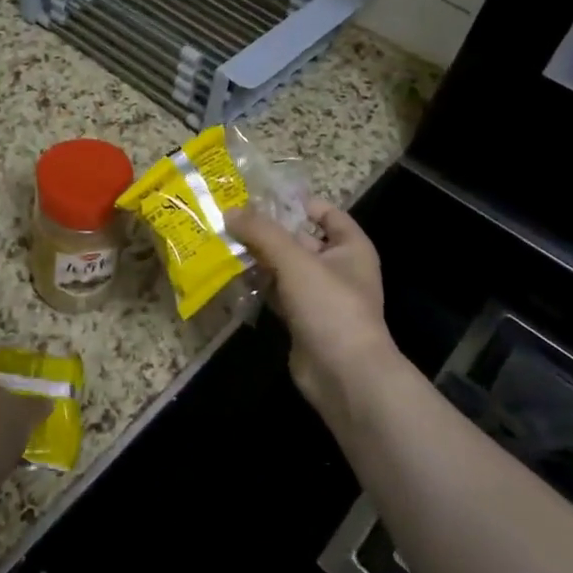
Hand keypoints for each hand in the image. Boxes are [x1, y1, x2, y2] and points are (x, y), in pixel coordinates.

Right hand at [227, 199, 402, 430]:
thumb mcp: (295, 261)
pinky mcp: (302, 320)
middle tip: (228, 217)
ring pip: (285, 268)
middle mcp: (338, 268)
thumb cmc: (330, 306)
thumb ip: (262, 233)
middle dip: (267, 230)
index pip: (326, 212)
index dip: (297, 202)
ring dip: (258, 258)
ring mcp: (320, 296)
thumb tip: (230, 211)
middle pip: (299, 239)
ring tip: (222, 242)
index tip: (260, 196)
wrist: (345, 375)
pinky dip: (258, 285)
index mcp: (350, 247)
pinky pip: (277, 294)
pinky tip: (231, 276)